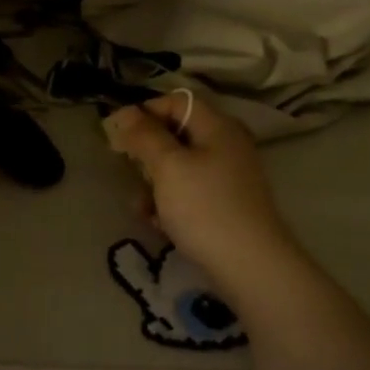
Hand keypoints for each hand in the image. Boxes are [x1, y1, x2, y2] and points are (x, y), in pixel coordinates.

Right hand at [103, 92, 295, 279]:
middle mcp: (226, 145)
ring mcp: (228, 177)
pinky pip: (190, 193)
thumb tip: (126, 113)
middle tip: (128, 172)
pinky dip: (171, 204)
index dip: (145, 113)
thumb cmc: (205, 208)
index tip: (118, 135)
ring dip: (154, 184)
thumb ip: (145, 136)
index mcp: (217, 126)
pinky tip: (158, 224)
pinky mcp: (226, 206)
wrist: (250, 267)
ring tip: (141, 208)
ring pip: (179, 168)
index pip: (175, 101)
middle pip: (176, 135)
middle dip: (147, 154)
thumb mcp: (168, 166)